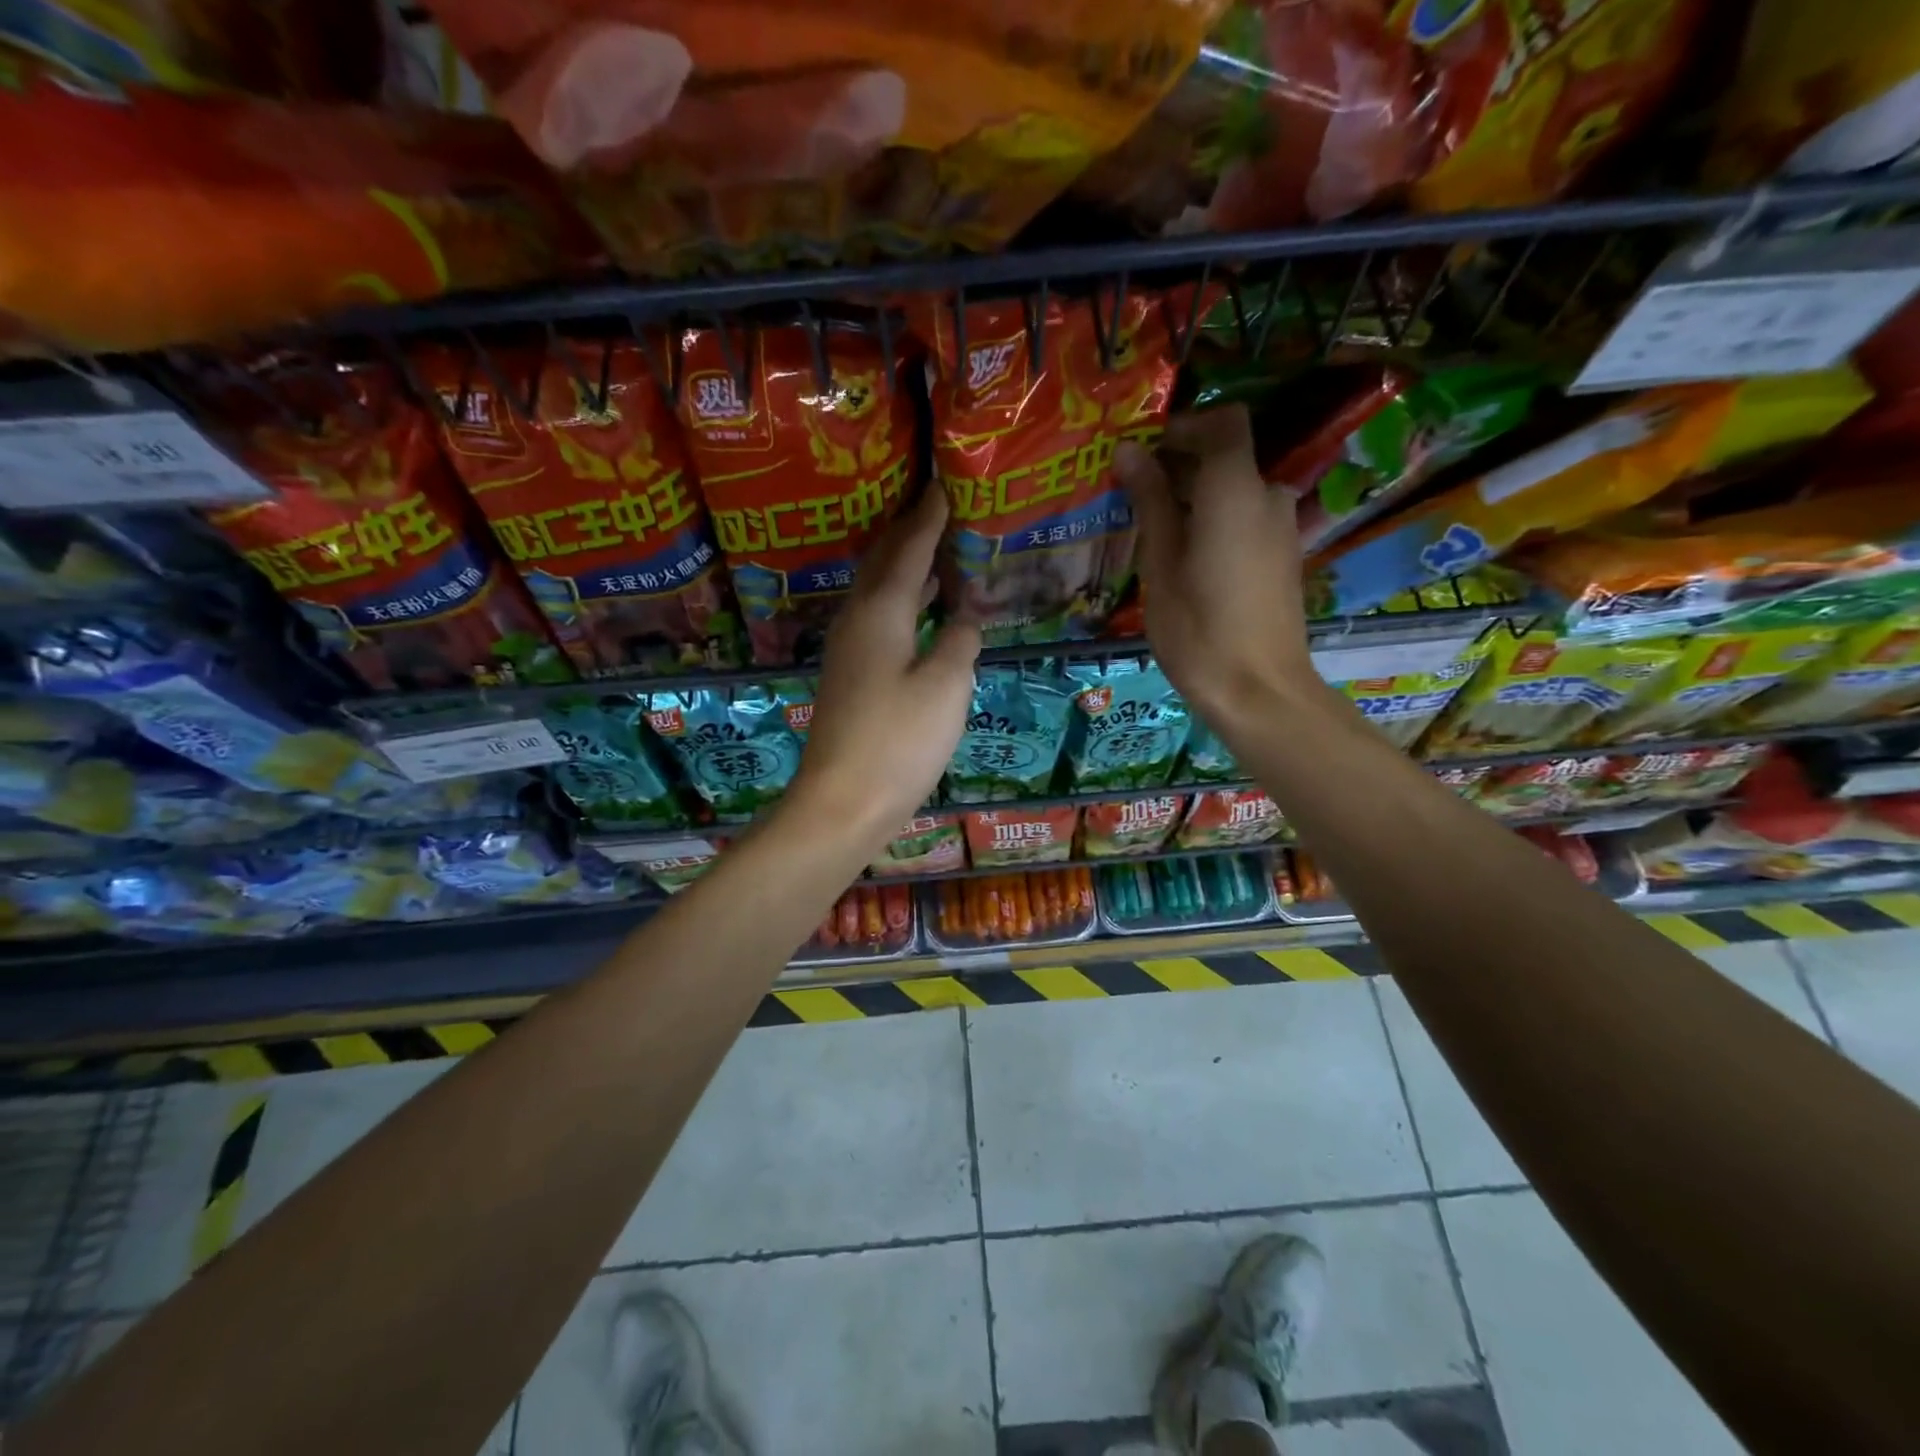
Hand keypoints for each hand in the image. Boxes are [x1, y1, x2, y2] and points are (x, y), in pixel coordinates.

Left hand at [787, 487, 981, 848]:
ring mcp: (848, 651)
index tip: (944, 486)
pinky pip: (877, 620)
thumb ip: (959, 641)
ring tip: (933, 550)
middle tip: (938, 509)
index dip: (929, 518)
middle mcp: (857, 621)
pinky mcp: (850, 677)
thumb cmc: (899, 740)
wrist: (843, 802)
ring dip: (903, 568)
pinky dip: (900, 603)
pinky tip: (917, 613)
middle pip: (883, 563)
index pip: (908, 549)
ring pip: (877, 592)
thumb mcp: (946, 686)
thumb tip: (965, 616)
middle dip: (909, 533)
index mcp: (880, 611)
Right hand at [1116, 406, 1317, 730]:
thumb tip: (1130, 451)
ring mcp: (1282, 528)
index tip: (1145, 451)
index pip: (1224, 423)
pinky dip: (1216, 520)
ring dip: (1197, 496)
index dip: (1184, 426)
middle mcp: (1269, 497)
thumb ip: (1151, 501)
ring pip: (1237, 490)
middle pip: (1228, 457)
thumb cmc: (1198, 629)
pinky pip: (1247, 518)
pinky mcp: (1285, 557)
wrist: (1258, 690)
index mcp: (1236, 491)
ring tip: (1155, 529)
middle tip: (1135, 493)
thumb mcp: (1160, 564)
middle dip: (1182, 464)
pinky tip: (1185, 555)